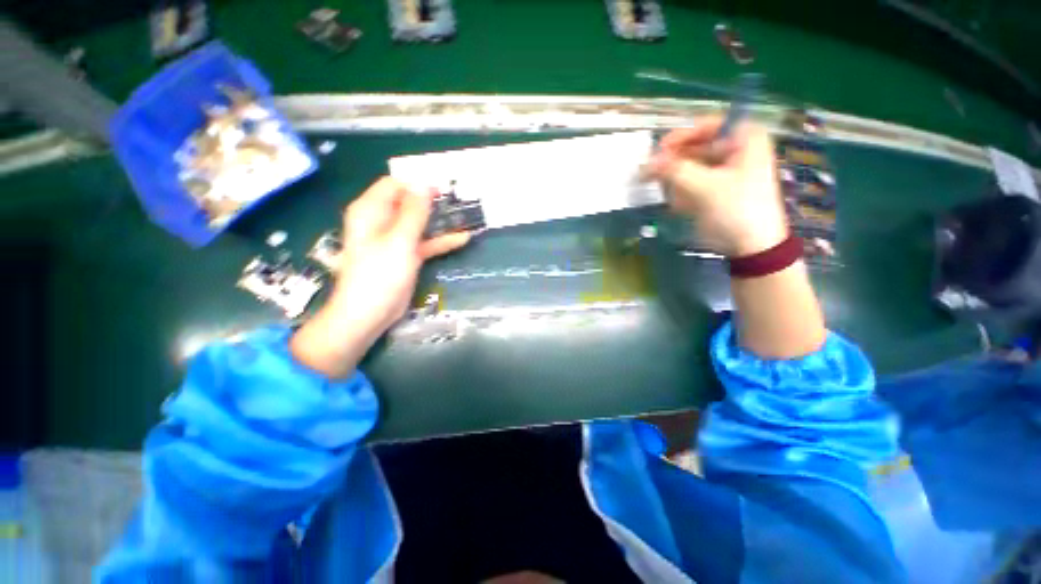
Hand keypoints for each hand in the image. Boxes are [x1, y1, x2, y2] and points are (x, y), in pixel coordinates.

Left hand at [290, 177, 469, 377]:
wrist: (368, 315)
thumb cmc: (379, 275)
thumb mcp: (399, 241)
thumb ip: (414, 212)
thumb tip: (425, 184)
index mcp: (371, 211)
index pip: (395, 184)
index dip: (418, 182)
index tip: (445, 186)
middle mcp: (381, 221)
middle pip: (409, 203)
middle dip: (433, 201)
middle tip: (461, 199)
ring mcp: (395, 240)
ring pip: (420, 223)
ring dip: (441, 221)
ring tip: (466, 215)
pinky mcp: (406, 256)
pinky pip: (425, 242)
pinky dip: (441, 241)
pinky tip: (463, 238)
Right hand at [645, 118, 787, 256]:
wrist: (751, 246)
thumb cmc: (736, 210)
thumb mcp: (705, 187)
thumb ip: (674, 171)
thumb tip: (645, 163)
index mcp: (743, 138)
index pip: (705, 125)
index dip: (680, 137)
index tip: (658, 152)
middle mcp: (734, 149)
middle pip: (693, 147)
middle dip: (675, 166)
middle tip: (654, 177)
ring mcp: (723, 170)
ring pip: (688, 168)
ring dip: (676, 183)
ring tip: (675, 199)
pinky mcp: (713, 189)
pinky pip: (689, 183)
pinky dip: (681, 194)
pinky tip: (682, 207)